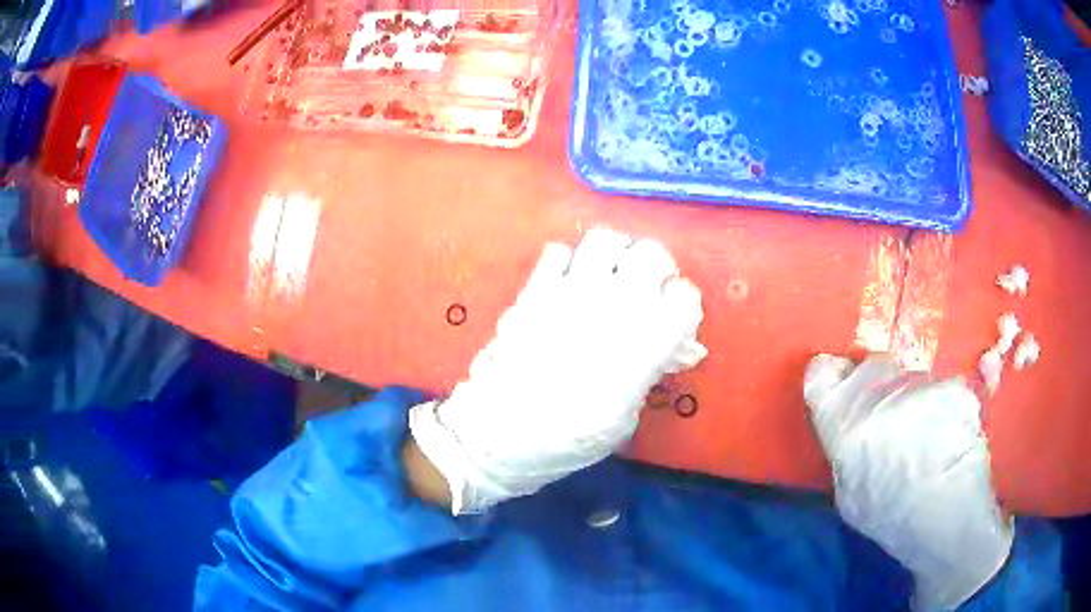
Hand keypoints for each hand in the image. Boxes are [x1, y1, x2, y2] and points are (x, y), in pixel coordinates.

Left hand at [409, 228, 705, 513]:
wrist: (500, 433)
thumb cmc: (568, 439)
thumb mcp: (624, 418)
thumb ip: (649, 373)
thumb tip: (675, 347)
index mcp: (645, 343)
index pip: (685, 297)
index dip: (683, 306)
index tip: (675, 318)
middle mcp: (614, 306)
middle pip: (652, 254)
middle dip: (657, 268)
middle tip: (649, 286)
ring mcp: (571, 292)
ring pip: (605, 239)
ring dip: (616, 254)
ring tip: (612, 274)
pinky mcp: (536, 289)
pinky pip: (558, 251)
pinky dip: (569, 262)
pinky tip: (570, 283)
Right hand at [804, 355, 1013, 610]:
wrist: (945, 525)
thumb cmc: (891, 518)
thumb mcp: (849, 496)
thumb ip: (844, 447)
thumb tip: (848, 418)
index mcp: (843, 428)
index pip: (822, 374)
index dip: (834, 374)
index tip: (844, 381)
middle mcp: (877, 398)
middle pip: (874, 366)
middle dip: (883, 385)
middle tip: (897, 417)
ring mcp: (919, 389)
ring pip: (913, 374)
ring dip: (918, 395)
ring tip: (929, 434)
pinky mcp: (952, 387)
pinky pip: (945, 385)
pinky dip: (949, 403)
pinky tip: (952, 434)